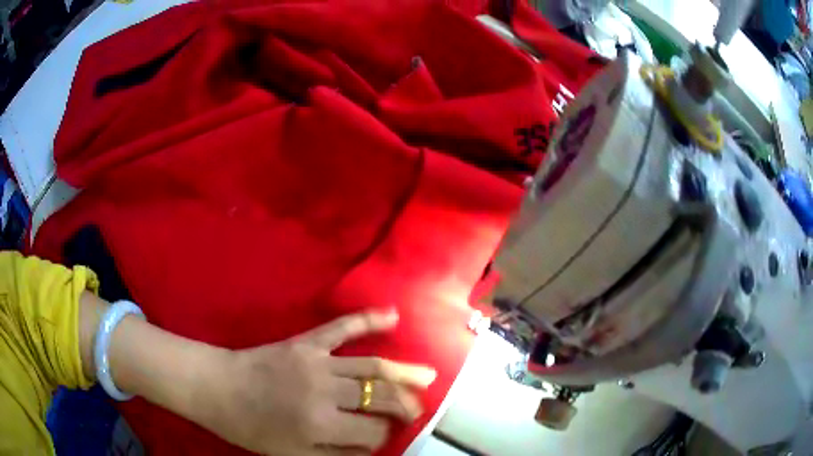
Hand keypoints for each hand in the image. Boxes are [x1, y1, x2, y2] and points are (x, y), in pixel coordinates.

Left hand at [195, 311, 436, 455]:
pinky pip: (341, 327)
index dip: (382, 439)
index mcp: (319, 424)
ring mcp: (316, 361)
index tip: (382, 441)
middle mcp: (324, 391)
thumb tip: (372, 452)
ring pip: (371, 365)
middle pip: (380, 397)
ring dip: (403, 372)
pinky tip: (392, 315)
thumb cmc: (250, 427)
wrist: (216, 387)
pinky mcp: (306, 342)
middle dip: (406, 406)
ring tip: (428, 376)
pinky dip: (367, 319)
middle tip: (421, 409)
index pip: (371, 433)